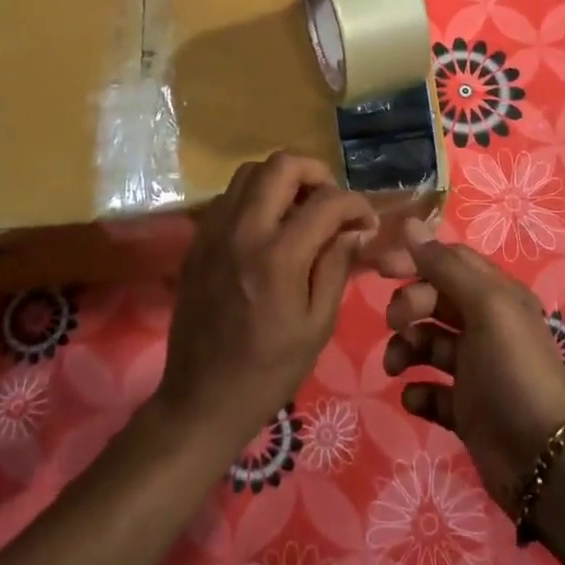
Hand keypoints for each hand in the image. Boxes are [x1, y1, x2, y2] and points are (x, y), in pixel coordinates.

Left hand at [155, 152, 376, 461]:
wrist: (202, 399)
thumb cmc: (269, 370)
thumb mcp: (317, 325)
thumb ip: (336, 267)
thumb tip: (354, 230)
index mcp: (278, 257)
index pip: (327, 201)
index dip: (356, 204)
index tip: (366, 223)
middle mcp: (243, 231)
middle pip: (281, 165)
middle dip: (317, 173)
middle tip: (331, 203)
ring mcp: (214, 231)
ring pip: (250, 171)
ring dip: (282, 180)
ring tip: (301, 209)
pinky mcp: (197, 241)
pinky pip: (228, 196)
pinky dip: (255, 196)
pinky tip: (269, 227)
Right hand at [380, 221, 564, 509]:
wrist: (542, 458)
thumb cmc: (513, 370)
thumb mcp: (485, 307)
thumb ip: (445, 266)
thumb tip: (409, 224)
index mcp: (496, 295)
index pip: (449, 262)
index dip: (416, 259)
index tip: (381, 269)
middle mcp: (485, 326)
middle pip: (434, 300)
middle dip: (409, 306)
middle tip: (396, 323)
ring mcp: (474, 369)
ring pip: (427, 344)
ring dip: (406, 349)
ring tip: (397, 368)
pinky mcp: (465, 409)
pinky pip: (431, 390)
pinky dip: (418, 391)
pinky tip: (415, 397)